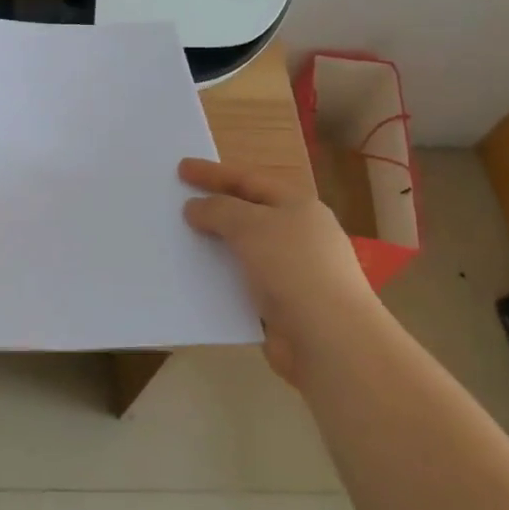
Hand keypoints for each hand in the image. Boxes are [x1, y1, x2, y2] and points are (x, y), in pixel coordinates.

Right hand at [179, 158, 370, 386]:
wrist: (330, 340)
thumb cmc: (293, 268)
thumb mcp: (250, 226)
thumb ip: (218, 210)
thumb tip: (196, 208)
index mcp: (297, 206)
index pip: (248, 179)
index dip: (213, 173)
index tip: (181, 168)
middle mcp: (297, 234)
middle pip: (247, 212)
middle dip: (213, 207)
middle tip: (178, 202)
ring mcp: (292, 272)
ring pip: (243, 250)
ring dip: (214, 245)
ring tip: (179, 241)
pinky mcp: (282, 305)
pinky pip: (243, 283)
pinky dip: (221, 279)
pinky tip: (196, 280)